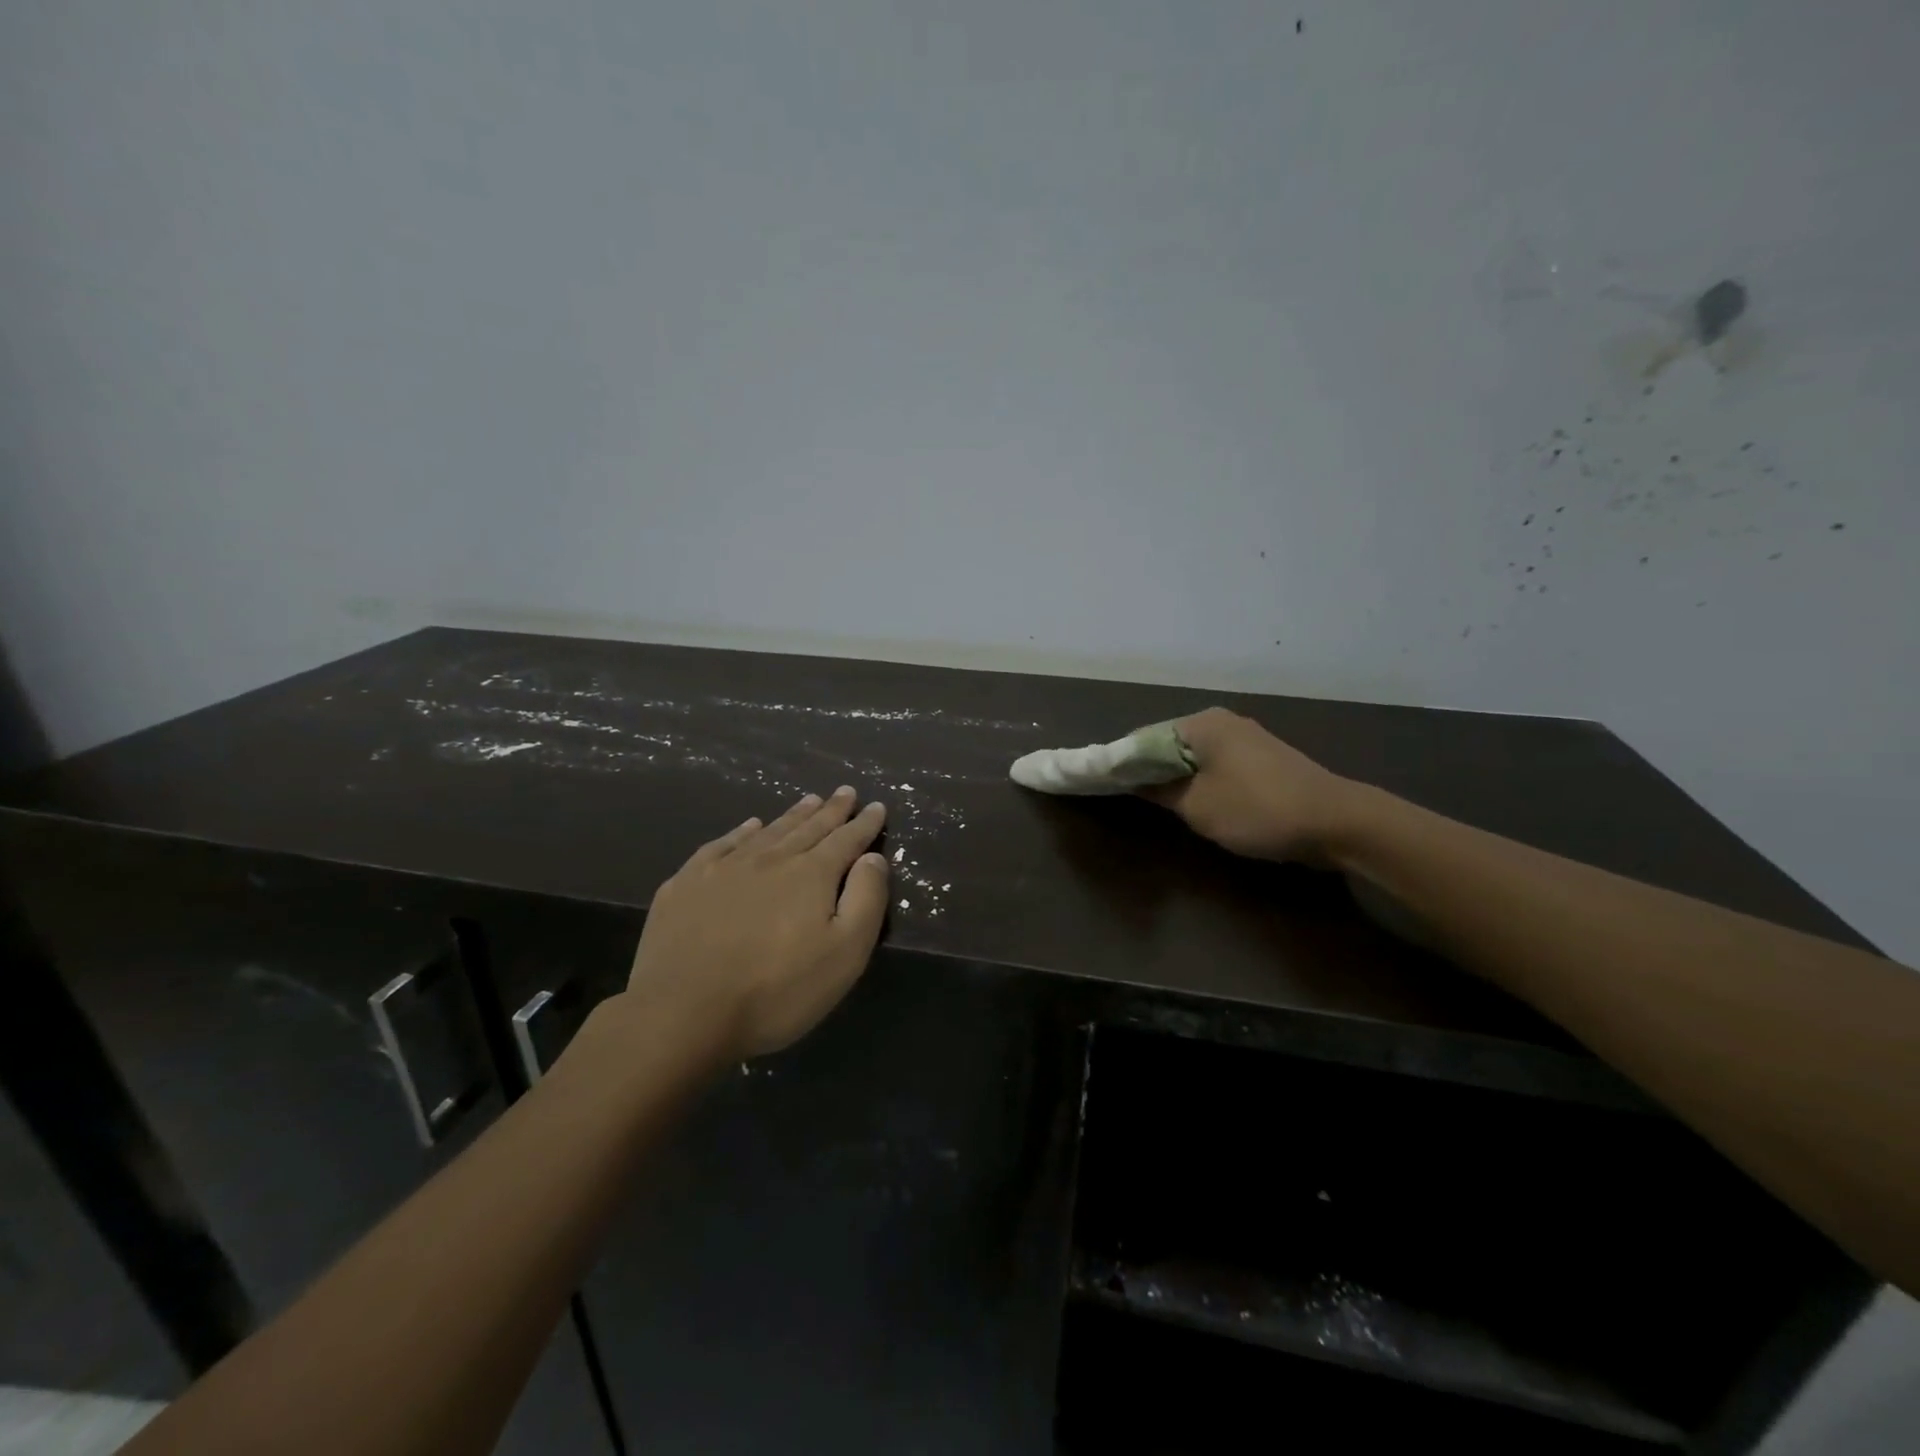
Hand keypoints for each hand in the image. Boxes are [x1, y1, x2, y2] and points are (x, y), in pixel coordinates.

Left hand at [625, 787, 889, 1059]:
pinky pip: (722, 844)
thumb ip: (865, 900)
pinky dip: (742, 831)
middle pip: (808, 828)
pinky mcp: (687, 884)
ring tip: (809, 800)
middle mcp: (771, 859)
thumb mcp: (844, 954)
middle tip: (845, 792)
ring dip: (793, 815)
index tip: (877, 805)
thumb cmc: (777, 991)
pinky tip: (749, 826)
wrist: (683, 1013)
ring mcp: (724, 868)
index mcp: (811, 875)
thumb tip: (872, 858)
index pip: (846, 840)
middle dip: (832, 810)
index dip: (864, 823)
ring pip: (768, 831)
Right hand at [1137, 707, 1358, 863]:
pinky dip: (1197, 779)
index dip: (1120, 762)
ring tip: (1154, 803)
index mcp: (1200, 724)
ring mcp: (1245, 738)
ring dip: (1172, 776)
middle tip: (1126, 798)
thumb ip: (1159, 791)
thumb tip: (1131, 780)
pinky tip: (1193, 801)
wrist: (1336, 822)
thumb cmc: (1257, 810)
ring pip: (1191, 755)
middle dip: (1146, 769)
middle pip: (1167, 743)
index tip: (1102, 785)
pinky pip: (1214, 763)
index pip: (1142, 737)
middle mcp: (1221, 721)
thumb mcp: (1197, 806)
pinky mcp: (1261, 758)